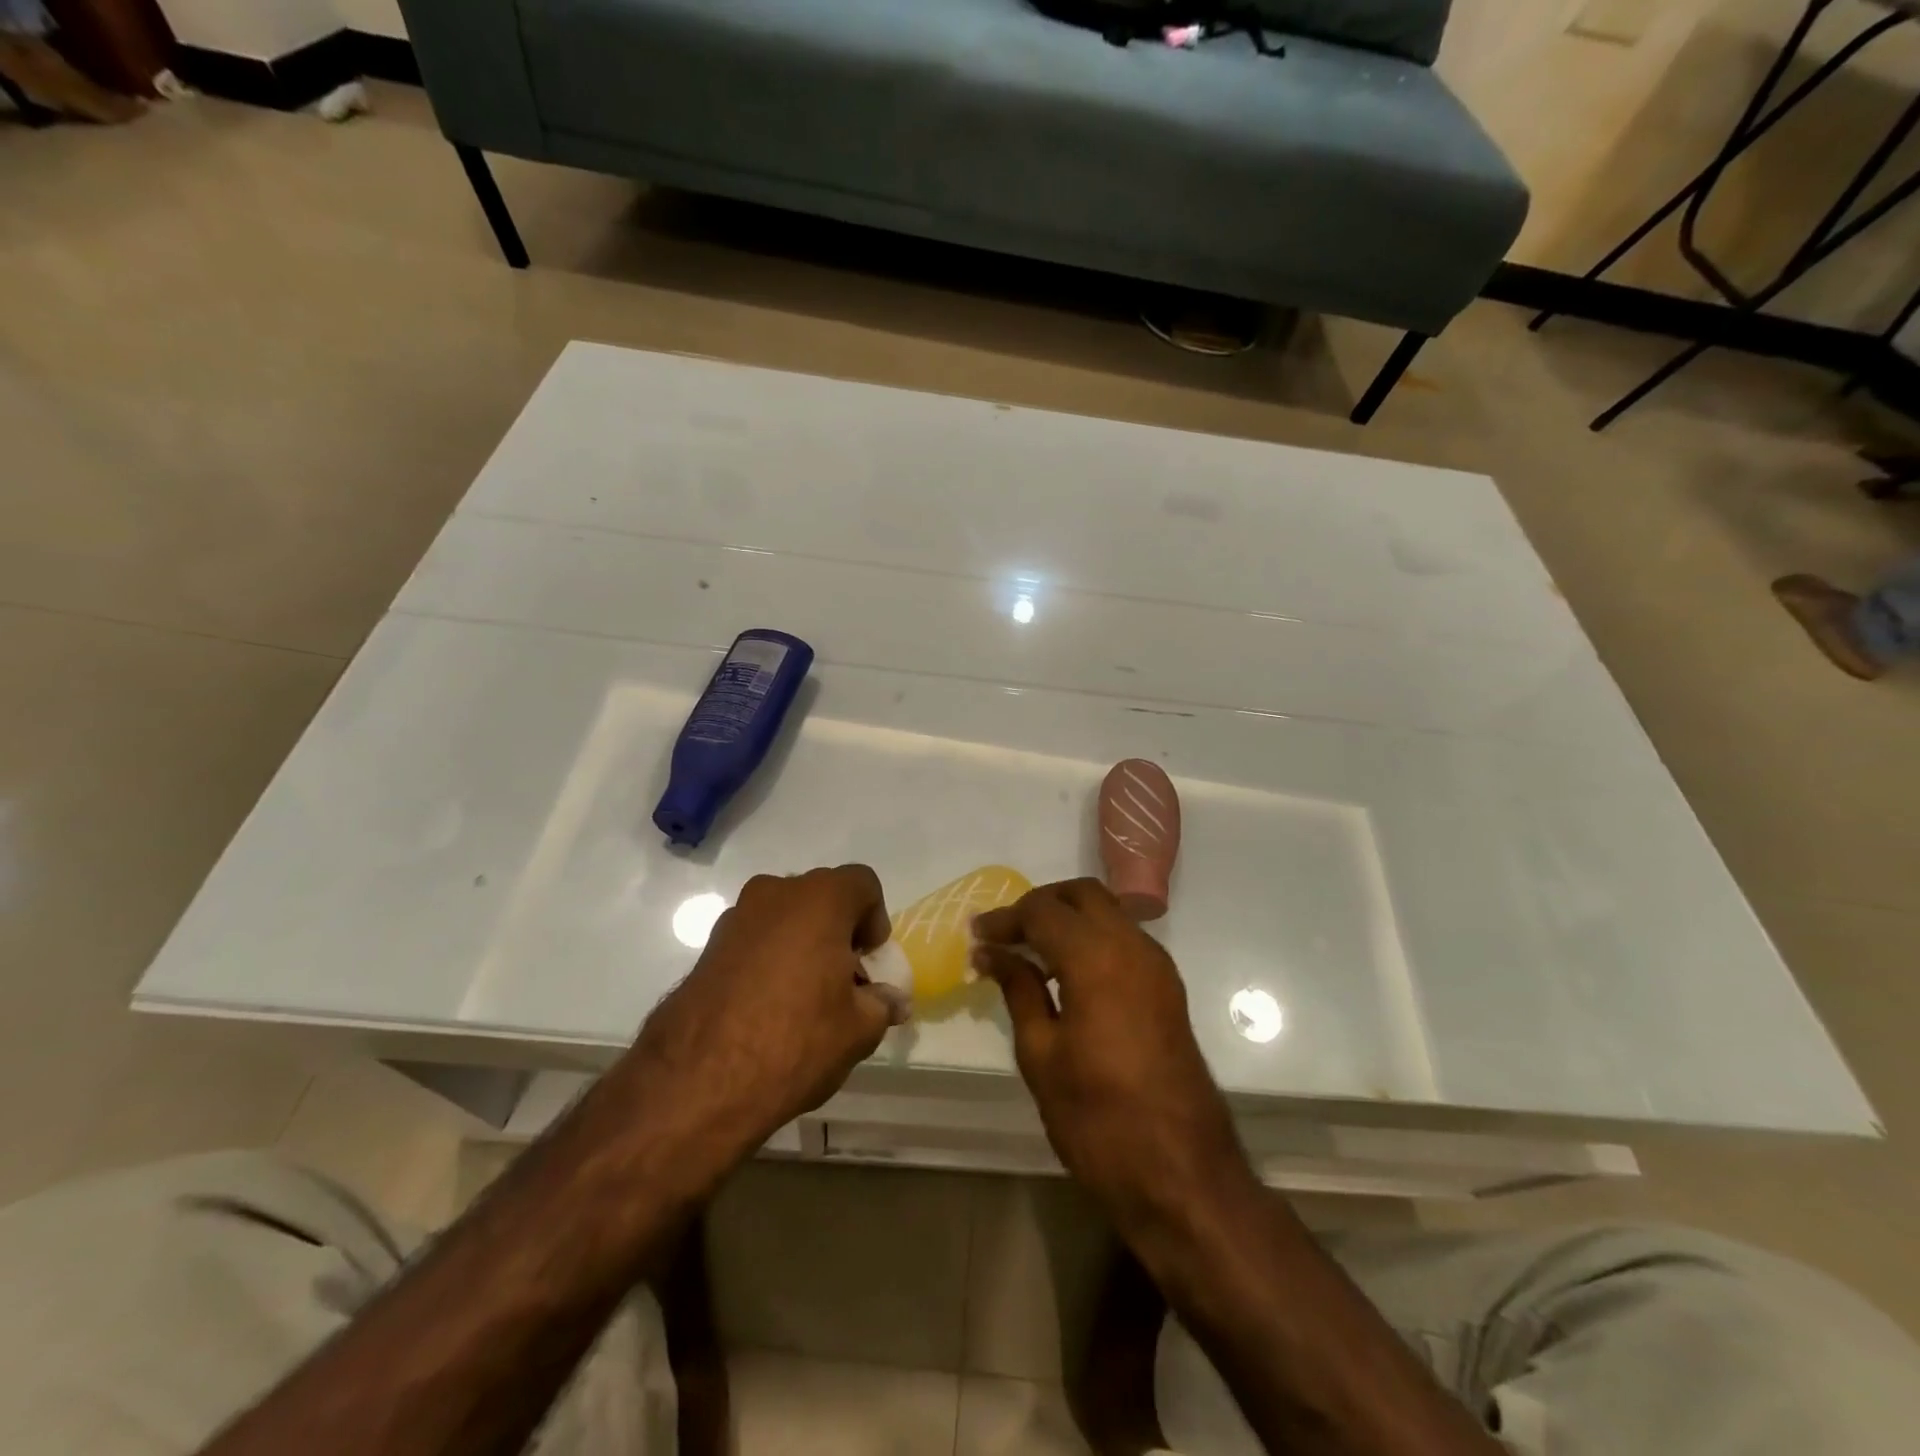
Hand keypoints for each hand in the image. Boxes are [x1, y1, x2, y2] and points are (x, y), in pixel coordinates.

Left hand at [617, 866, 901, 1181]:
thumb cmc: (795, 1041)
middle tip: (844, 981)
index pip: (862, 883)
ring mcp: (735, 918)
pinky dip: (770, 959)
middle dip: (839, 931)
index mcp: (819, 899)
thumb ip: (881, 1004)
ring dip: (803, 944)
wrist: (697, 1083)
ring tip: (805, 999)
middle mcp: (775, 894)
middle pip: (822, 897)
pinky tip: (769, 1007)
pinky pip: (755, 939)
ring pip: (785, 917)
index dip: (875, 919)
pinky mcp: (707, 948)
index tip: (869, 963)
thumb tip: (891, 1001)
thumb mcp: (858, 1029)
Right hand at [973, 879, 1249, 1230]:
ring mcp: (1158, 966)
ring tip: (1031, 952)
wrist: (1182, 1175)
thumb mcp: (1041, 1055)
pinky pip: (1125, 939)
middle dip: (1040, 904)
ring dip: (1069, 919)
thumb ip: (1018, 990)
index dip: (1005, 918)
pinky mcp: (1169, 988)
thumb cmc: (1098, 1120)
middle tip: (1006, 934)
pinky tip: (1067, 973)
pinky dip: (1093, 938)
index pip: (1043, 911)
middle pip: (1083, 894)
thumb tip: (991, 953)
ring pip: (1108, 912)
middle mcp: (1133, 947)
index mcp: (1097, 959)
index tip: (976, 936)